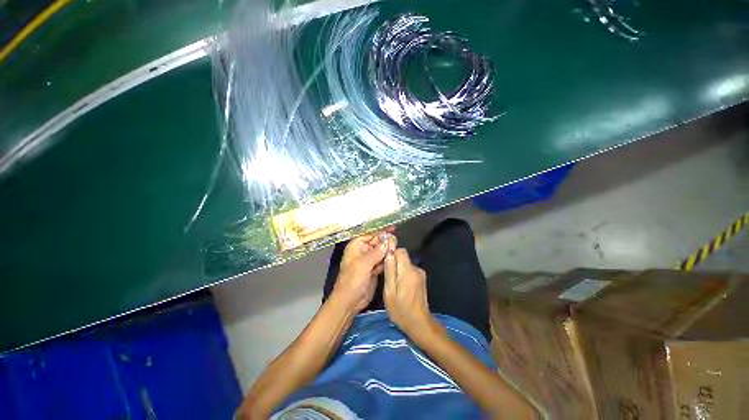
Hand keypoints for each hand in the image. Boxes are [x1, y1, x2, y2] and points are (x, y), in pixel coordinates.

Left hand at [331, 228, 394, 312]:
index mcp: (356, 246)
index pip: (370, 234)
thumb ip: (376, 252)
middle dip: (386, 241)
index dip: (381, 231)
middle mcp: (362, 251)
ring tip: (396, 249)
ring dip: (388, 250)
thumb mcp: (363, 265)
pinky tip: (393, 258)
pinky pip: (382, 260)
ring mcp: (369, 260)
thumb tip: (388, 240)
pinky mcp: (374, 268)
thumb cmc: (352, 281)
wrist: (349, 302)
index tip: (393, 228)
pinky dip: (387, 259)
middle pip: (377, 242)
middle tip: (396, 241)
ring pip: (381, 251)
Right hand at [383, 246, 430, 335]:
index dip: (391, 254)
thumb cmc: (401, 310)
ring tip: (393, 285)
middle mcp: (416, 269)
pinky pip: (409, 270)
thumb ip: (389, 271)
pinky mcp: (421, 278)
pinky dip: (403, 274)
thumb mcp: (389, 291)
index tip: (384, 263)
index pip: (400, 251)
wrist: (419, 323)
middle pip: (403, 257)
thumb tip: (388, 252)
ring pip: (405, 264)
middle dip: (394, 263)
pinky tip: (401, 287)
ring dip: (398, 270)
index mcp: (408, 271)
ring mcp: (421, 273)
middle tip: (387, 278)